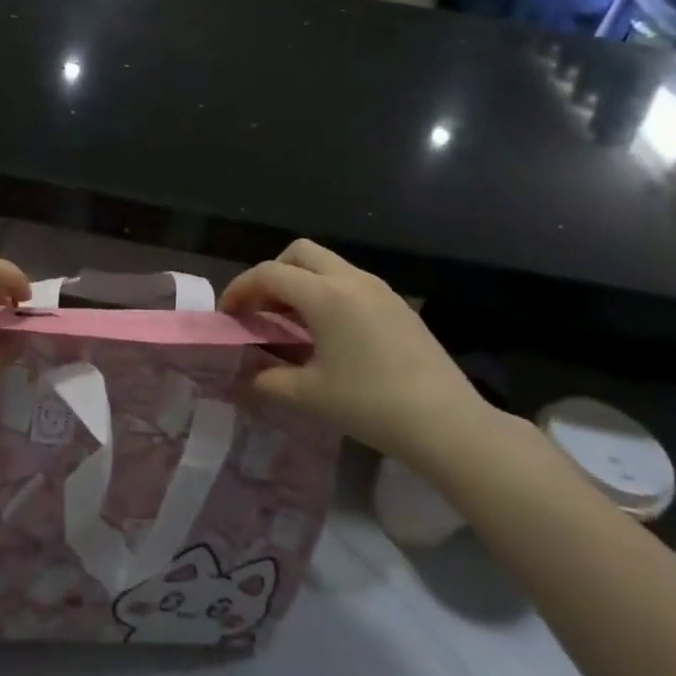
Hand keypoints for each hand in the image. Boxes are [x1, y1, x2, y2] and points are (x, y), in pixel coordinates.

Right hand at [220, 240, 498, 480]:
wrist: (447, 422)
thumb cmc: (371, 404)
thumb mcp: (309, 396)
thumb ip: (268, 381)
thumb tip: (244, 378)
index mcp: (325, 295)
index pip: (270, 273)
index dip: (241, 288)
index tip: (228, 314)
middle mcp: (351, 279)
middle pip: (300, 253)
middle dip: (272, 273)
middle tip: (260, 309)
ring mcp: (379, 289)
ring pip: (327, 265)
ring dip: (301, 282)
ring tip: (291, 322)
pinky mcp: (397, 304)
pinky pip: (350, 281)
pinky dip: (327, 293)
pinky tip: (328, 332)